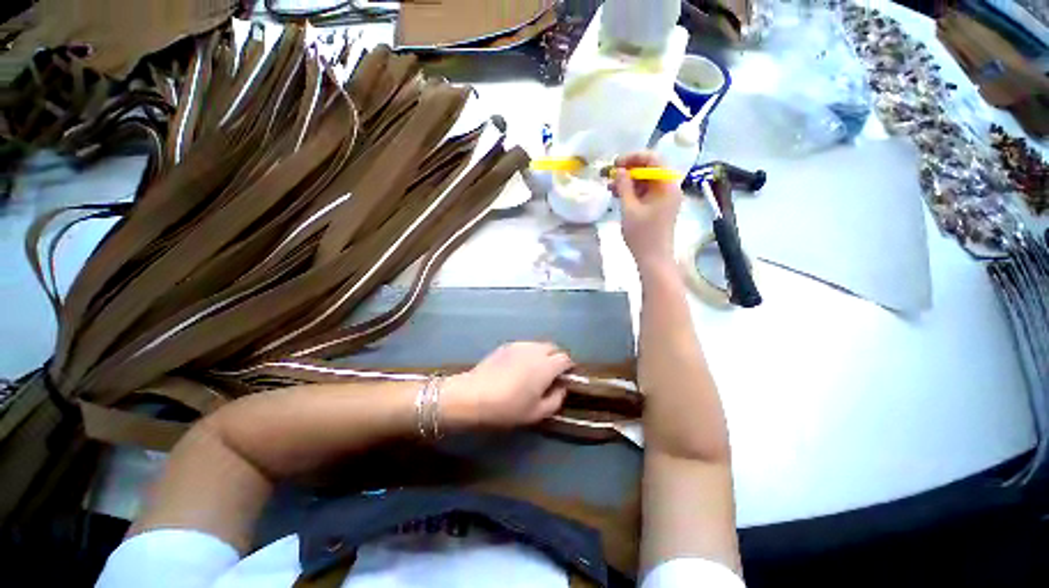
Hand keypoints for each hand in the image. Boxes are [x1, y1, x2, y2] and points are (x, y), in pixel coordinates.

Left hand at [444, 342, 573, 428]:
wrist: (474, 395)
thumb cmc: (508, 407)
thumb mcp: (537, 412)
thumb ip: (556, 399)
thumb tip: (562, 387)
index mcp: (546, 365)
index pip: (565, 358)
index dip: (568, 367)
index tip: (565, 378)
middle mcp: (535, 350)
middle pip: (553, 347)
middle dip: (557, 358)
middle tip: (551, 374)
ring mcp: (520, 345)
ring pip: (539, 345)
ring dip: (543, 354)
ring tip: (535, 370)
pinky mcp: (506, 345)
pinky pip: (525, 346)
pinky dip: (529, 353)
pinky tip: (519, 366)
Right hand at [612, 152, 683, 274]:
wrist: (653, 259)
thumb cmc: (642, 234)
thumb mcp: (629, 209)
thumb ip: (624, 186)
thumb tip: (620, 170)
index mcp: (666, 185)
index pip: (653, 159)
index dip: (633, 158)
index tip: (615, 164)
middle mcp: (669, 188)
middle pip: (650, 169)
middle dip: (629, 170)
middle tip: (610, 174)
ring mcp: (665, 198)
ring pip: (646, 181)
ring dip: (628, 182)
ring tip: (609, 186)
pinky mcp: (659, 207)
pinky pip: (646, 193)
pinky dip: (632, 192)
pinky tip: (617, 195)